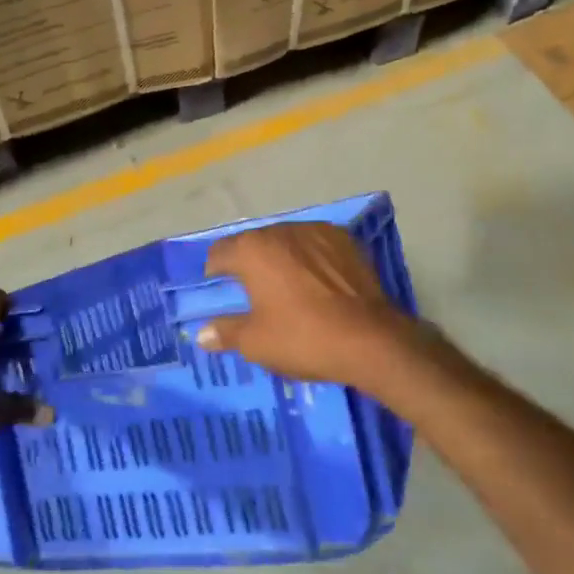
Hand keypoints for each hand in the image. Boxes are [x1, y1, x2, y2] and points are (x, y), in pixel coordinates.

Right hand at [197, 224, 414, 386]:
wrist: (370, 339)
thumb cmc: (303, 338)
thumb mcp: (256, 343)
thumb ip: (225, 332)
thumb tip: (202, 333)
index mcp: (253, 250)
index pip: (220, 252)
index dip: (215, 271)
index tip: (219, 290)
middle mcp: (282, 231)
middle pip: (254, 243)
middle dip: (249, 263)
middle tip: (252, 292)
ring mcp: (317, 231)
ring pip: (287, 241)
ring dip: (281, 258)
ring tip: (288, 286)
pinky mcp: (346, 240)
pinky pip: (316, 245)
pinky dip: (311, 258)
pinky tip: (318, 282)